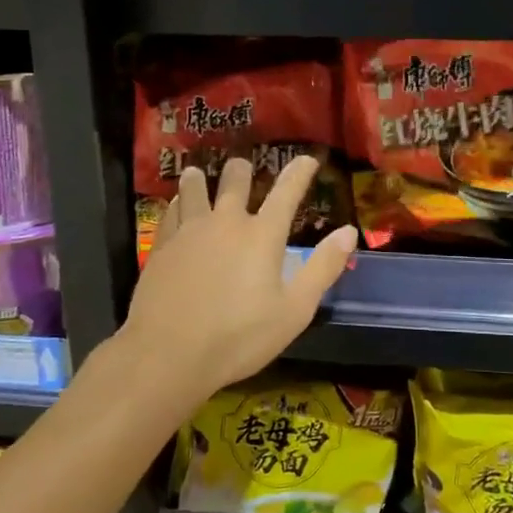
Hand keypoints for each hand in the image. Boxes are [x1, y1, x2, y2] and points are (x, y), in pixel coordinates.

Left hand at [120, 156, 357, 404]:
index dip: (300, 172)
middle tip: (243, 166)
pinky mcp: (162, 246)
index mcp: (262, 235)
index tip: (307, 159)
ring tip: (198, 174)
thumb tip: (349, 232)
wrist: (168, 353)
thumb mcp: (294, 310)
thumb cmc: (239, 337)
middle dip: (242, 170)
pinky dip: (177, 202)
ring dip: (200, 179)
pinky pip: (171, 211)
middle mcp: (226, 222)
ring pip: (194, 189)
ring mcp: (190, 231)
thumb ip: (323, 268)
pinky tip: (175, 206)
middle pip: (234, 181)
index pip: (287, 192)